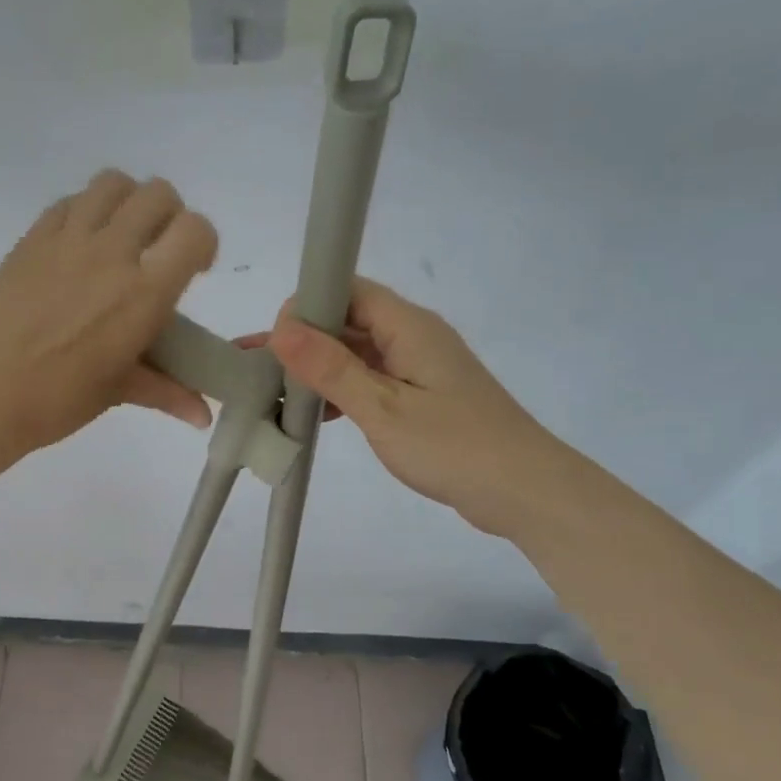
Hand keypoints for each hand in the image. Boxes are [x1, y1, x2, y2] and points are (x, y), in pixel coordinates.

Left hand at [0, 171, 218, 451]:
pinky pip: (70, 201)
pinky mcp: (33, 237)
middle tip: (157, 250)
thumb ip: (170, 390)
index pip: (195, 230)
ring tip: (121, 235)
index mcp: (145, 292)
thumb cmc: (64, 397)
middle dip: (169, 217)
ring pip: (113, 183)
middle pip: (158, 194)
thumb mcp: (124, 390)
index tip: (193, 268)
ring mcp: (68, 238)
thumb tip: (204, 414)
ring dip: (128, 202)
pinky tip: (80, 245)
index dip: (203, 243)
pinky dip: (86, 211)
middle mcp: (112, 252)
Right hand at [266, 279, 541, 535]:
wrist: (524, 491)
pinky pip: (372, 380)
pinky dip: (342, 392)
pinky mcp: (423, 396)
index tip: (273, 340)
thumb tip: (282, 328)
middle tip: (256, 367)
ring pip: (358, 353)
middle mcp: (414, 337)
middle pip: (349, 320)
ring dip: (319, 369)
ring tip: (273, 391)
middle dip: (302, 340)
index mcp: (408, 326)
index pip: (348, 289)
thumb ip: (332, 369)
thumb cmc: (454, 446)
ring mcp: (420, 367)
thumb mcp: (384, 409)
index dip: (306, 305)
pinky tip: (314, 414)